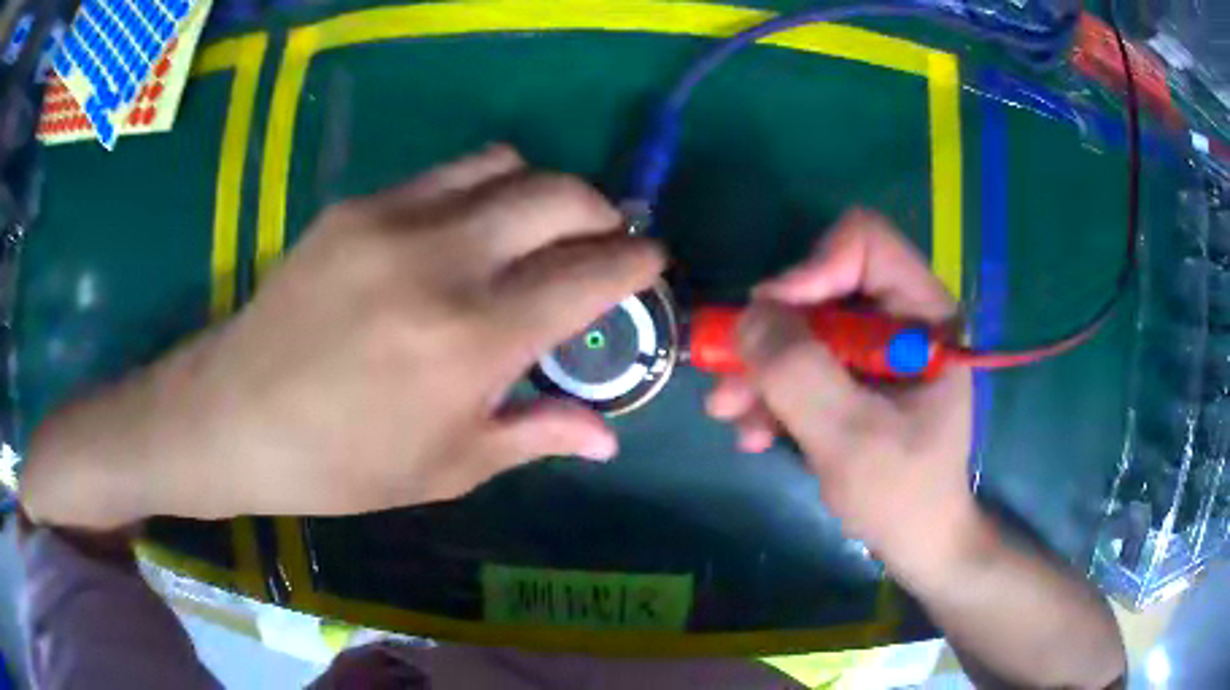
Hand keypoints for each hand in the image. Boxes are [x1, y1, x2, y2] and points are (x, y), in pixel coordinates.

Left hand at [22, 146, 663, 527]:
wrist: (235, 415)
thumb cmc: (342, 463)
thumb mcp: (446, 468)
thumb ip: (535, 436)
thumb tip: (608, 438)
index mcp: (471, 341)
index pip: (587, 276)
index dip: (635, 264)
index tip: (652, 263)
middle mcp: (441, 261)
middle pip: (558, 194)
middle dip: (601, 211)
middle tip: (603, 241)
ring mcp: (393, 219)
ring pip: (505, 164)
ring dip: (542, 190)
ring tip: (539, 227)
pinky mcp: (357, 205)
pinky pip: (447, 173)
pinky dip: (483, 189)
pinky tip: (468, 228)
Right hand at [705, 209, 973, 568]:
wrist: (916, 542)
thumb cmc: (902, 496)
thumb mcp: (851, 438)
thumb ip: (800, 373)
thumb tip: (748, 315)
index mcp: (924, 315)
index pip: (864, 244)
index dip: (812, 270)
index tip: (771, 321)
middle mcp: (901, 317)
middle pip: (822, 285)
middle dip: (772, 334)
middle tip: (729, 376)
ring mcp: (876, 347)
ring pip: (803, 326)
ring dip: (762, 368)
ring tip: (731, 414)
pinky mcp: (855, 375)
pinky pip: (803, 361)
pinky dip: (774, 392)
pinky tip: (755, 431)